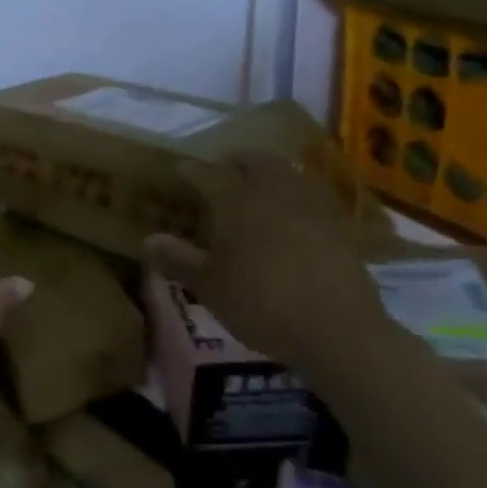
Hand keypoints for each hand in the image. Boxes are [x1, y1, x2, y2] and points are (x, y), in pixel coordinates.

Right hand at [144, 153, 385, 367]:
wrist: (337, 327)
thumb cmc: (260, 302)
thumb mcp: (209, 287)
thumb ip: (178, 259)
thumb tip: (149, 239)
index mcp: (235, 198)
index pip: (206, 173)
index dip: (191, 171)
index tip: (181, 171)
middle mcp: (272, 189)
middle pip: (251, 160)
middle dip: (233, 161)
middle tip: (221, 171)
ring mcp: (309, 203)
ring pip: (284, 171)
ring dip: (267, 173)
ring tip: (256, 187)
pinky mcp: (337, 222)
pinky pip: (309, 194)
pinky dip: (295, 194)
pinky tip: (291, 213)